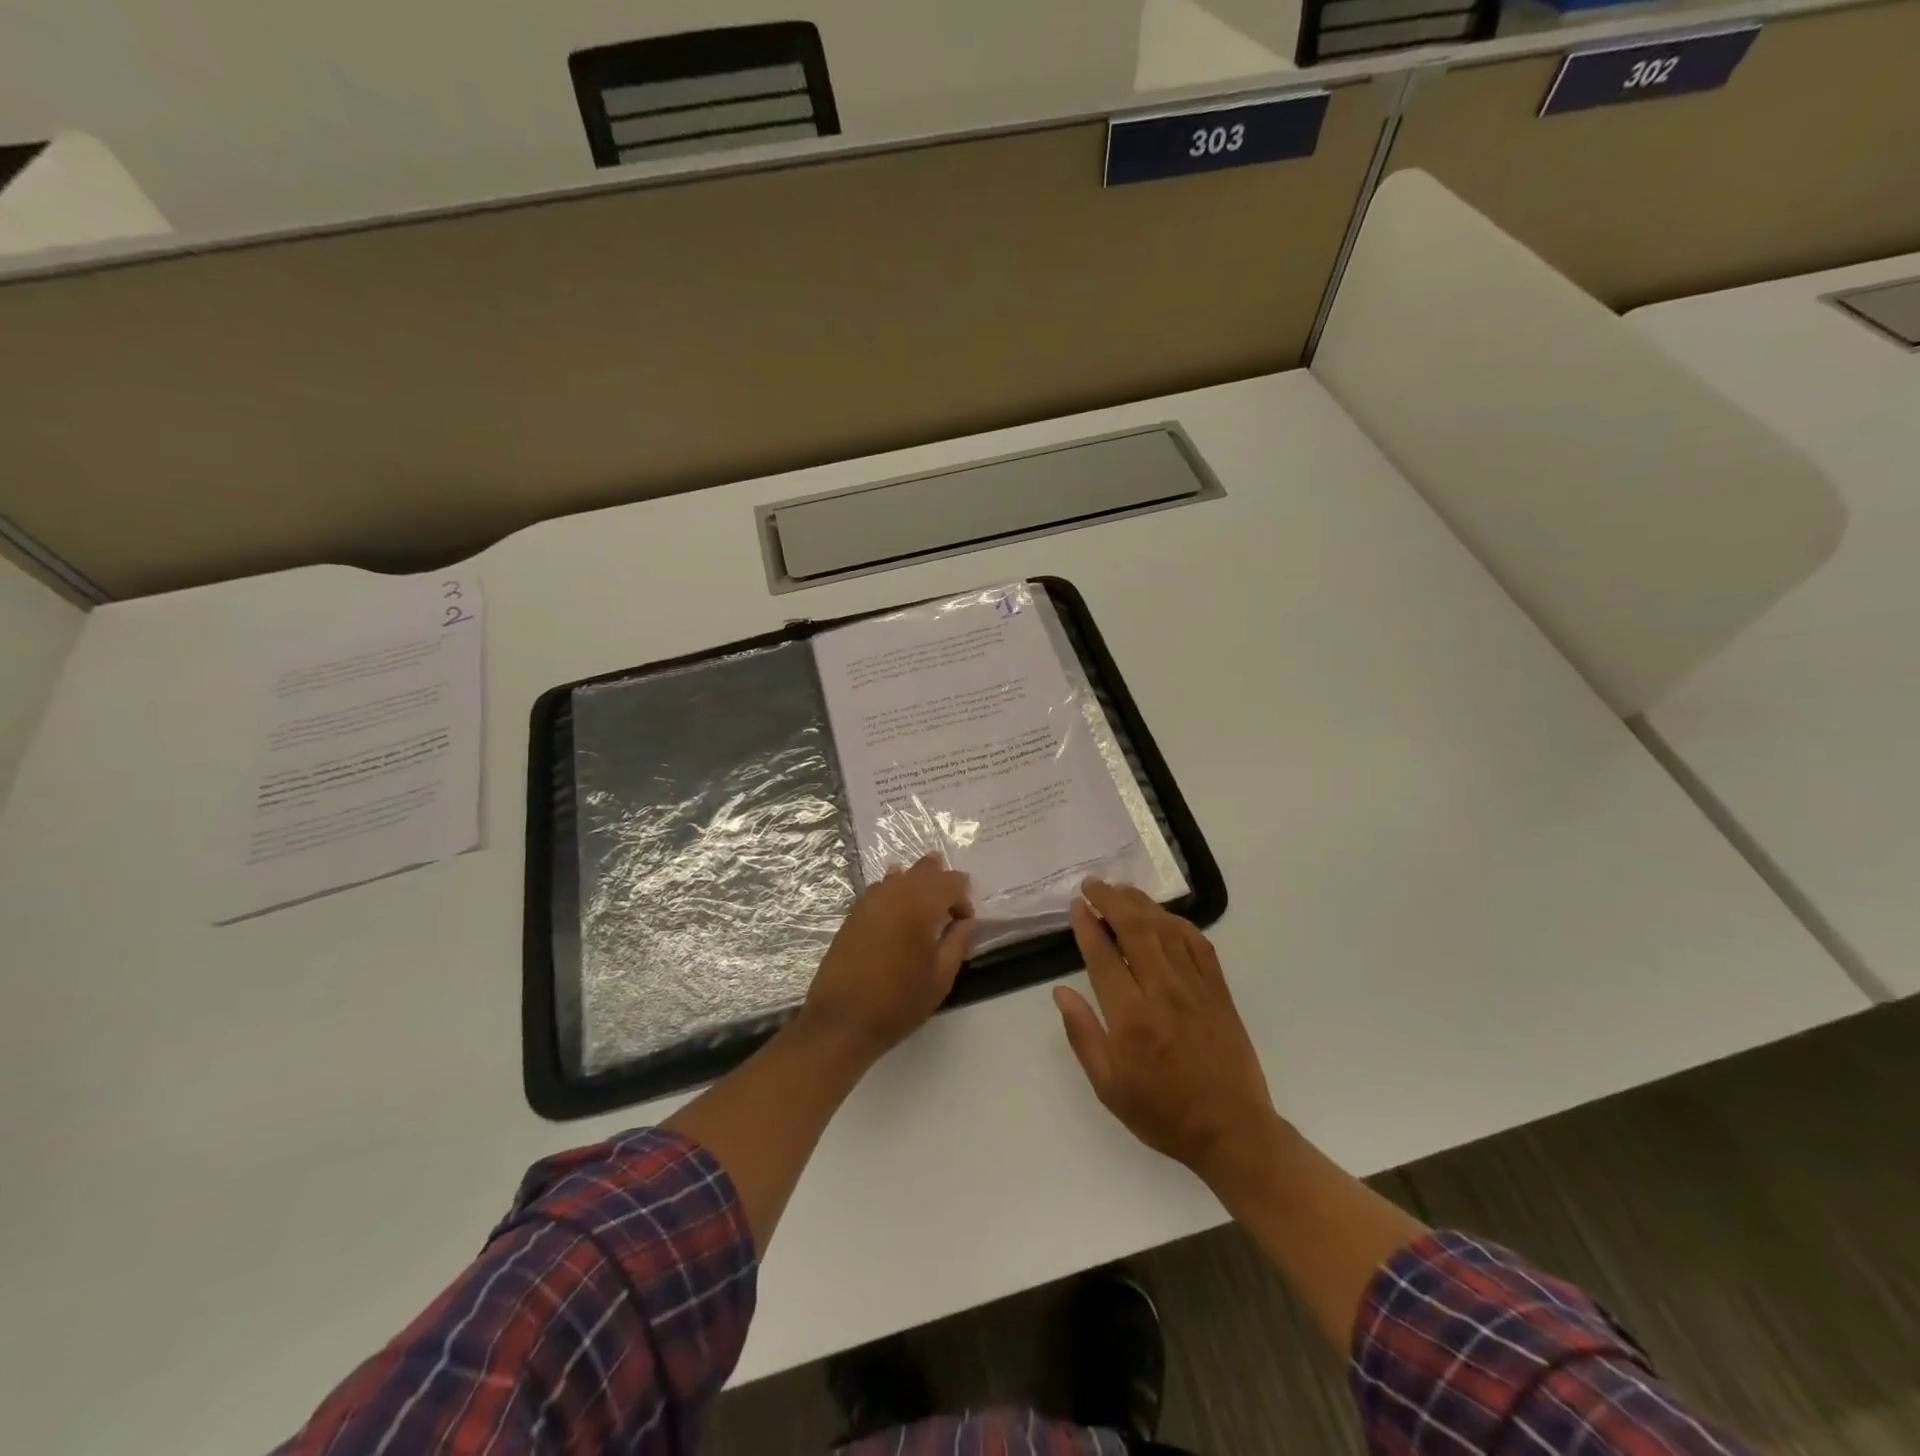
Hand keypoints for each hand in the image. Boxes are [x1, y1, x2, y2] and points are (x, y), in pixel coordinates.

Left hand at [800, 855, 974, 1062]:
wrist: (841, 1020)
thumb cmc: (898, 1002)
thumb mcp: (941, 978)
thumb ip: (958, 942)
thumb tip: (966, 921)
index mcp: (920, 905)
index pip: (952, 882)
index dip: (963, 899)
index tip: (963, 926)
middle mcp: (894, 892)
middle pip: (925, 869)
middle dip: (942, 881)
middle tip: (950, 906)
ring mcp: (869, 900)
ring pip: (900, 875)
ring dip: (918, 882)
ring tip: (927, 901)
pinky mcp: (853, 913)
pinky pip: (881, 888)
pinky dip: (895, 890)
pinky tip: (898, 909)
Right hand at [1055, 880, 1278, 1193]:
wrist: (1232, 1132)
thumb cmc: (1162, 1113)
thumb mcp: (1108, 1086)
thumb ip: (1083, 1034)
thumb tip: (1061, 992)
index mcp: (1131, 1017)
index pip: (1103, 956)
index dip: (1087, 925)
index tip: (1077, 905)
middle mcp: (1163, 992)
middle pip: (1135, 929)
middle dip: (1110, 900)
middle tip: (1092, 885)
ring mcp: (1196, 988)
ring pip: (1166, 929)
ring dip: (1141, 903)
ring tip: (1121, 890)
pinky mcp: (1219, 991)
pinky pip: (1199, 944)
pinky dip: (1178, 923)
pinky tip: (1164, 917)